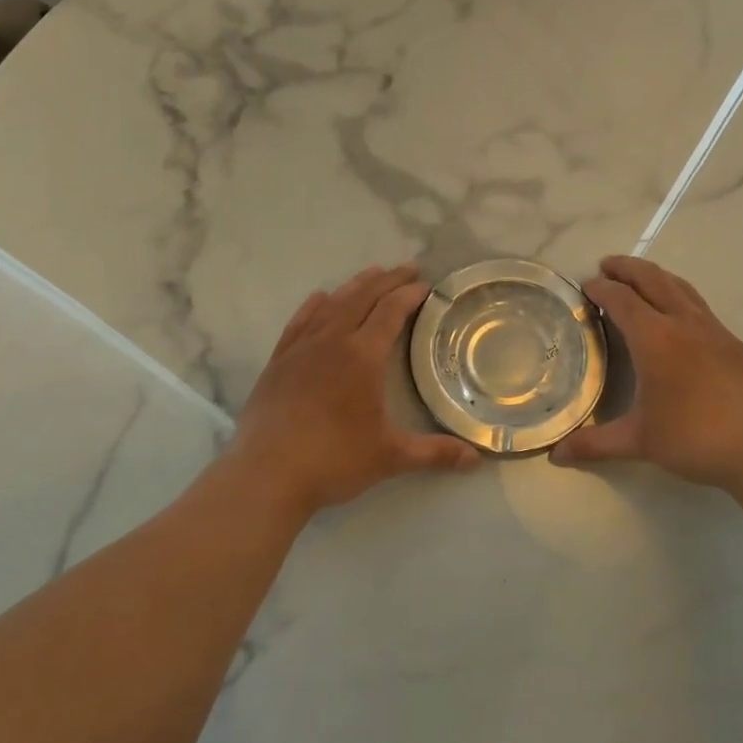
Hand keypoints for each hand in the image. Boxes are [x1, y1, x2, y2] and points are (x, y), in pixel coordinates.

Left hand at [229, 264, 480, 517]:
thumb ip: (434, 453)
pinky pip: (300, 321)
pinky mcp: (278, 361)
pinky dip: (315, 305)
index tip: (425, 285)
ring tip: (371, 275)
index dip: (409, 295)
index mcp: (362, 356)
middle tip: (407, 268)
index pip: (390, 312)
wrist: (266, 474)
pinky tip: (320, 298)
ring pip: (331, 304)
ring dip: (354, 286)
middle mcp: (331, 341)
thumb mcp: (390, 457)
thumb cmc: (333, 460)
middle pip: (362, 298)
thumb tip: (477, 459)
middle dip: (387, 280)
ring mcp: (300, 349)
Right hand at [549, 256, 742, 497]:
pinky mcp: (733, 343)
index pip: (621, 299)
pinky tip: (676, 314)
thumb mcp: (639, 442)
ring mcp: (713, 330)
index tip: (585, 286)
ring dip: (655, 276)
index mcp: (655, 338)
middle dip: (627, 267)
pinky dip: (678, 294)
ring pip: (680, 286)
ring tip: (639, 279)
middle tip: (606, 265)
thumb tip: (556, 455)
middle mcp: (683, 323)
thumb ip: (594, 444)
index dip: (600, 288)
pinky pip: (698, 304)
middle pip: (652, 279)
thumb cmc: (695, 438)